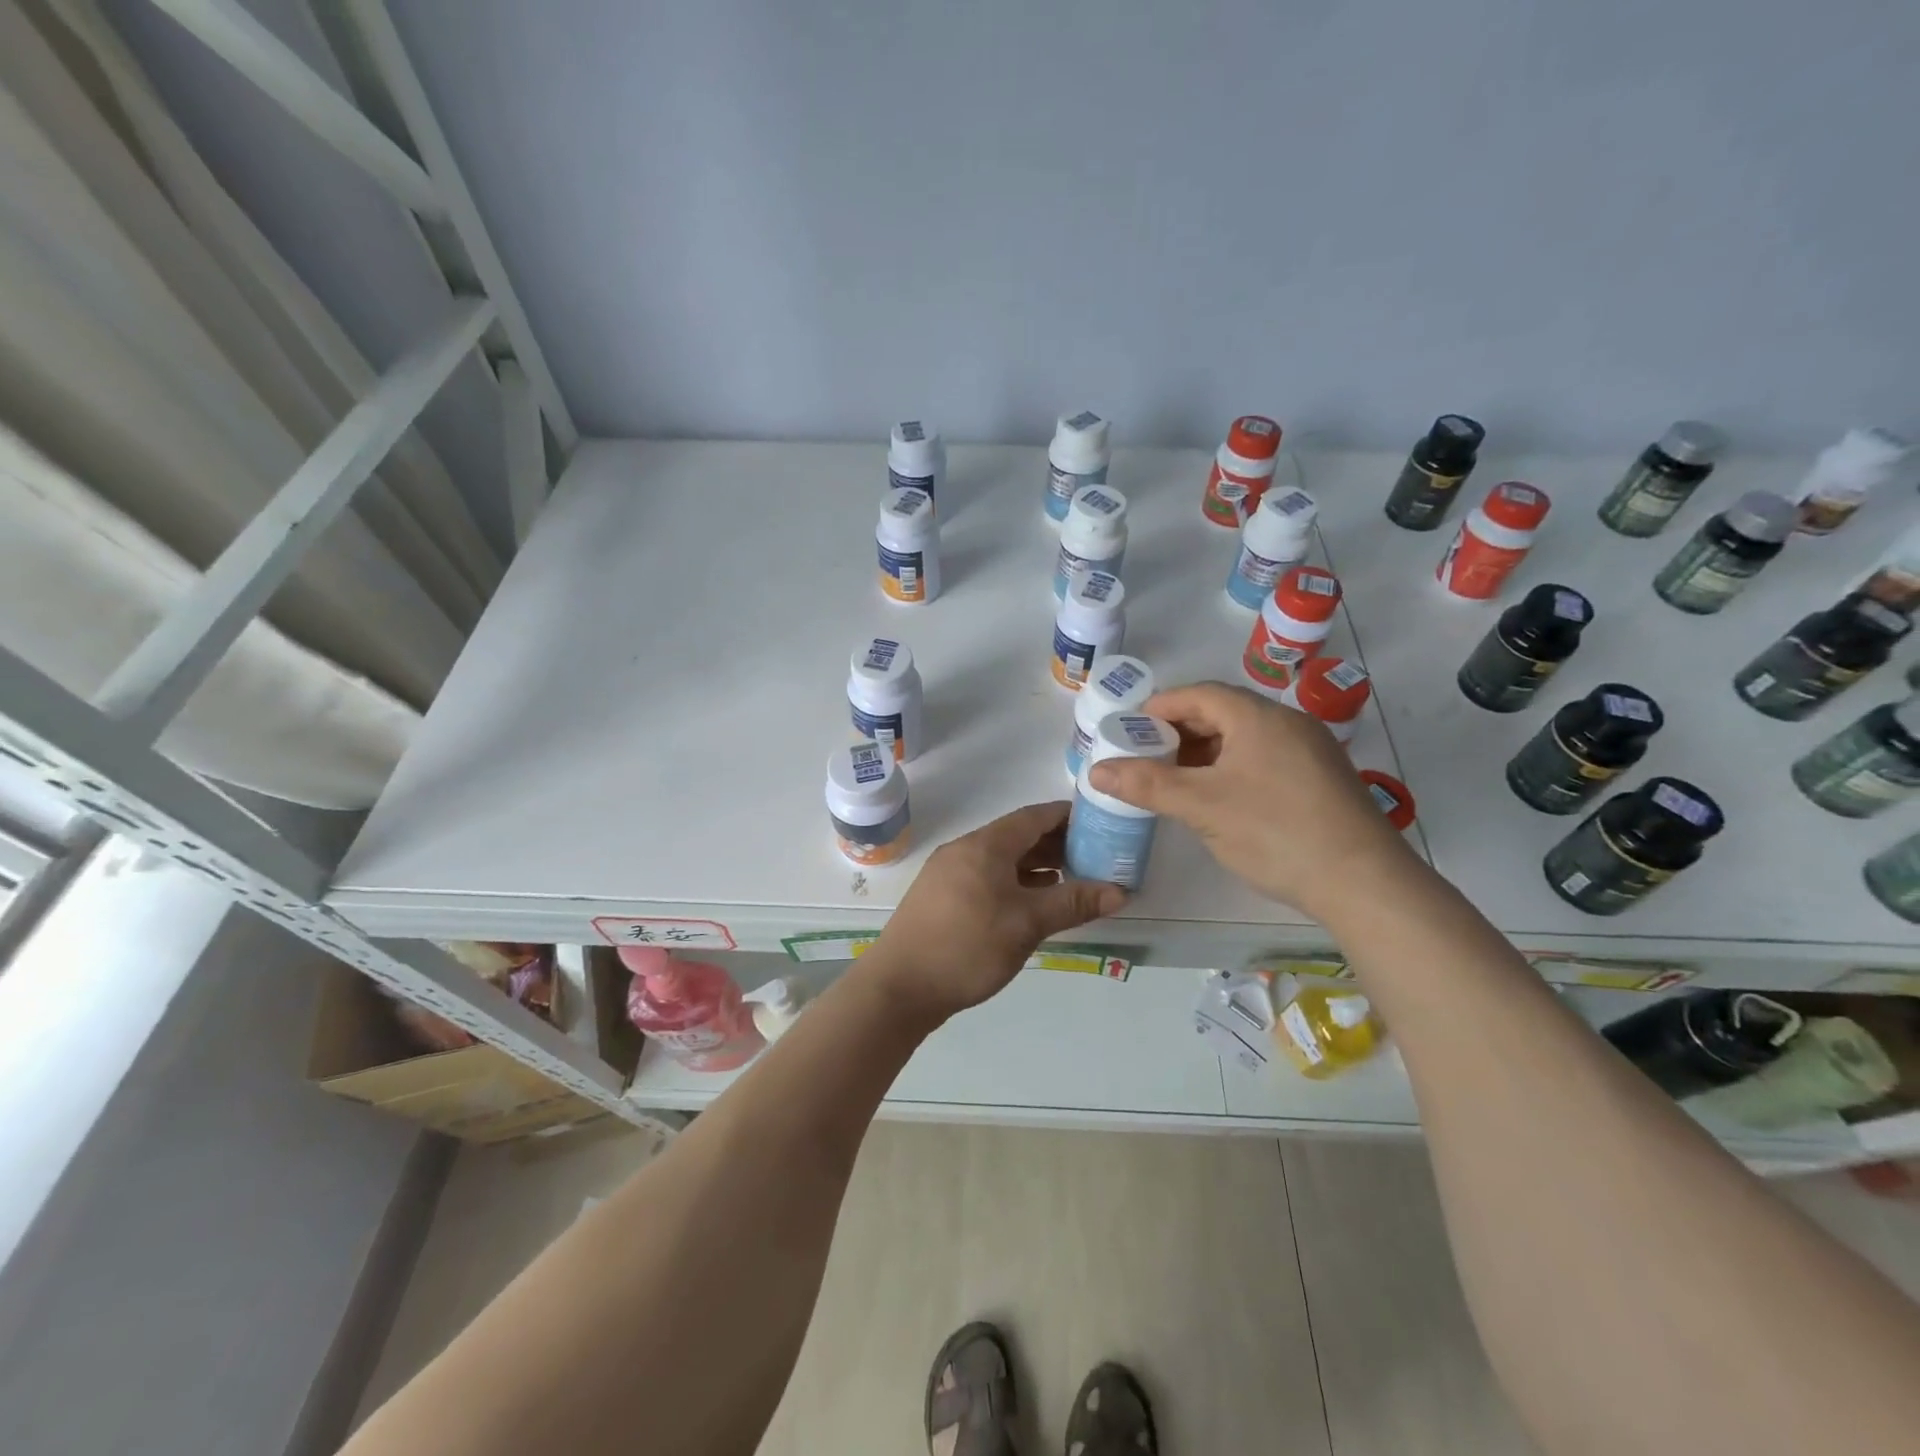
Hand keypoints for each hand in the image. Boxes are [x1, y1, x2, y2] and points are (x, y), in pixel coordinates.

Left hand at [865, 802, 1125, 1023]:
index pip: (1033, 817)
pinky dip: (1012, 881)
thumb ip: (1072, 903)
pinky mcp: (940, 897)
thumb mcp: (1026, 924)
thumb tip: (1120, 891)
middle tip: (1092, 856)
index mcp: (984, 845)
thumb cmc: (967, 947)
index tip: (1098, 821)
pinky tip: (1029, 902)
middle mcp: (964, 850)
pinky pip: (985, 876)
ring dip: (1033, 865)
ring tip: (1068, 878)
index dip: (1066, 816)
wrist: (898, 987)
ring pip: (1000, 858)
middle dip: (1054, 843)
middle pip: (1016, 836)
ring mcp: (947, 873)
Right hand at [1088, 681, 1417, 917]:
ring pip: (1243, 738)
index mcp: (1257, 716)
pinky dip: (1231, 768)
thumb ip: (1147, 785)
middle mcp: (1287, 722)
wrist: (1363, 882)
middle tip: (1145, 759)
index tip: (1127, 732)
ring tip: (1175, 780)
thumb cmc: (1275, 832)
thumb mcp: (1201, 807)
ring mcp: (1309, 750)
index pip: (1197, 694)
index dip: (1158, 709)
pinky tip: (1219, 799)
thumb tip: (1096, 771)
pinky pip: (1264, 758)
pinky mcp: (1321, 778)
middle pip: (1221, 712)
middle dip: (1178, 732)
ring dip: (1205, 752)